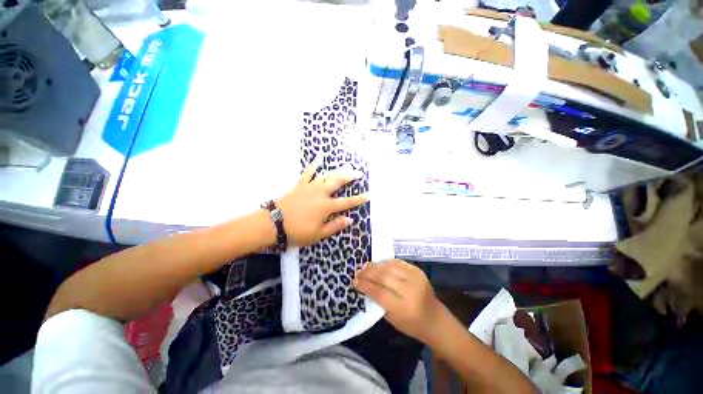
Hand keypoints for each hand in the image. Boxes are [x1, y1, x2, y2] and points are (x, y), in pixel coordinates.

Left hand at [276, 160, 367, 245]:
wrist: (273, 223)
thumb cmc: (297, 231)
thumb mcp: (318, 234)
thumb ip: (335, 225)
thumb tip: (350, 219)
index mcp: (326, 206)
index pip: (347, 202)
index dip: (358, 199)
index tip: (368, 195)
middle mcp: (321, 193)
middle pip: (338, 182)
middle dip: (350, 177)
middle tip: (359, 173)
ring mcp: (310, 187)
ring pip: (327, 175)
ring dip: (337, 170)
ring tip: (346, 165)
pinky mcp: (300, 184)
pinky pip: (308, 172)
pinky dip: (314, 164)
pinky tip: (319, 157)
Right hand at [354, 259, 443, 343]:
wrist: (435, 318)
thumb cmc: (411, 324)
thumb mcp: (392, 318)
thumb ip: (378, 301)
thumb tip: (364, 284)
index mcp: (403, 308)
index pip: (379, 293)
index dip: (365, 285)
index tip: (355, 281)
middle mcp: (410, 290)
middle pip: (384, 277)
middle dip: (368, 273)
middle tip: (358, 271)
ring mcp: (416, 278)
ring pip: (390, 267)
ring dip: (376, 266)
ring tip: (365, 266)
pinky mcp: (418, 271)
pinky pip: (398, 262)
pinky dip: (386, 262)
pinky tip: (378, 264)